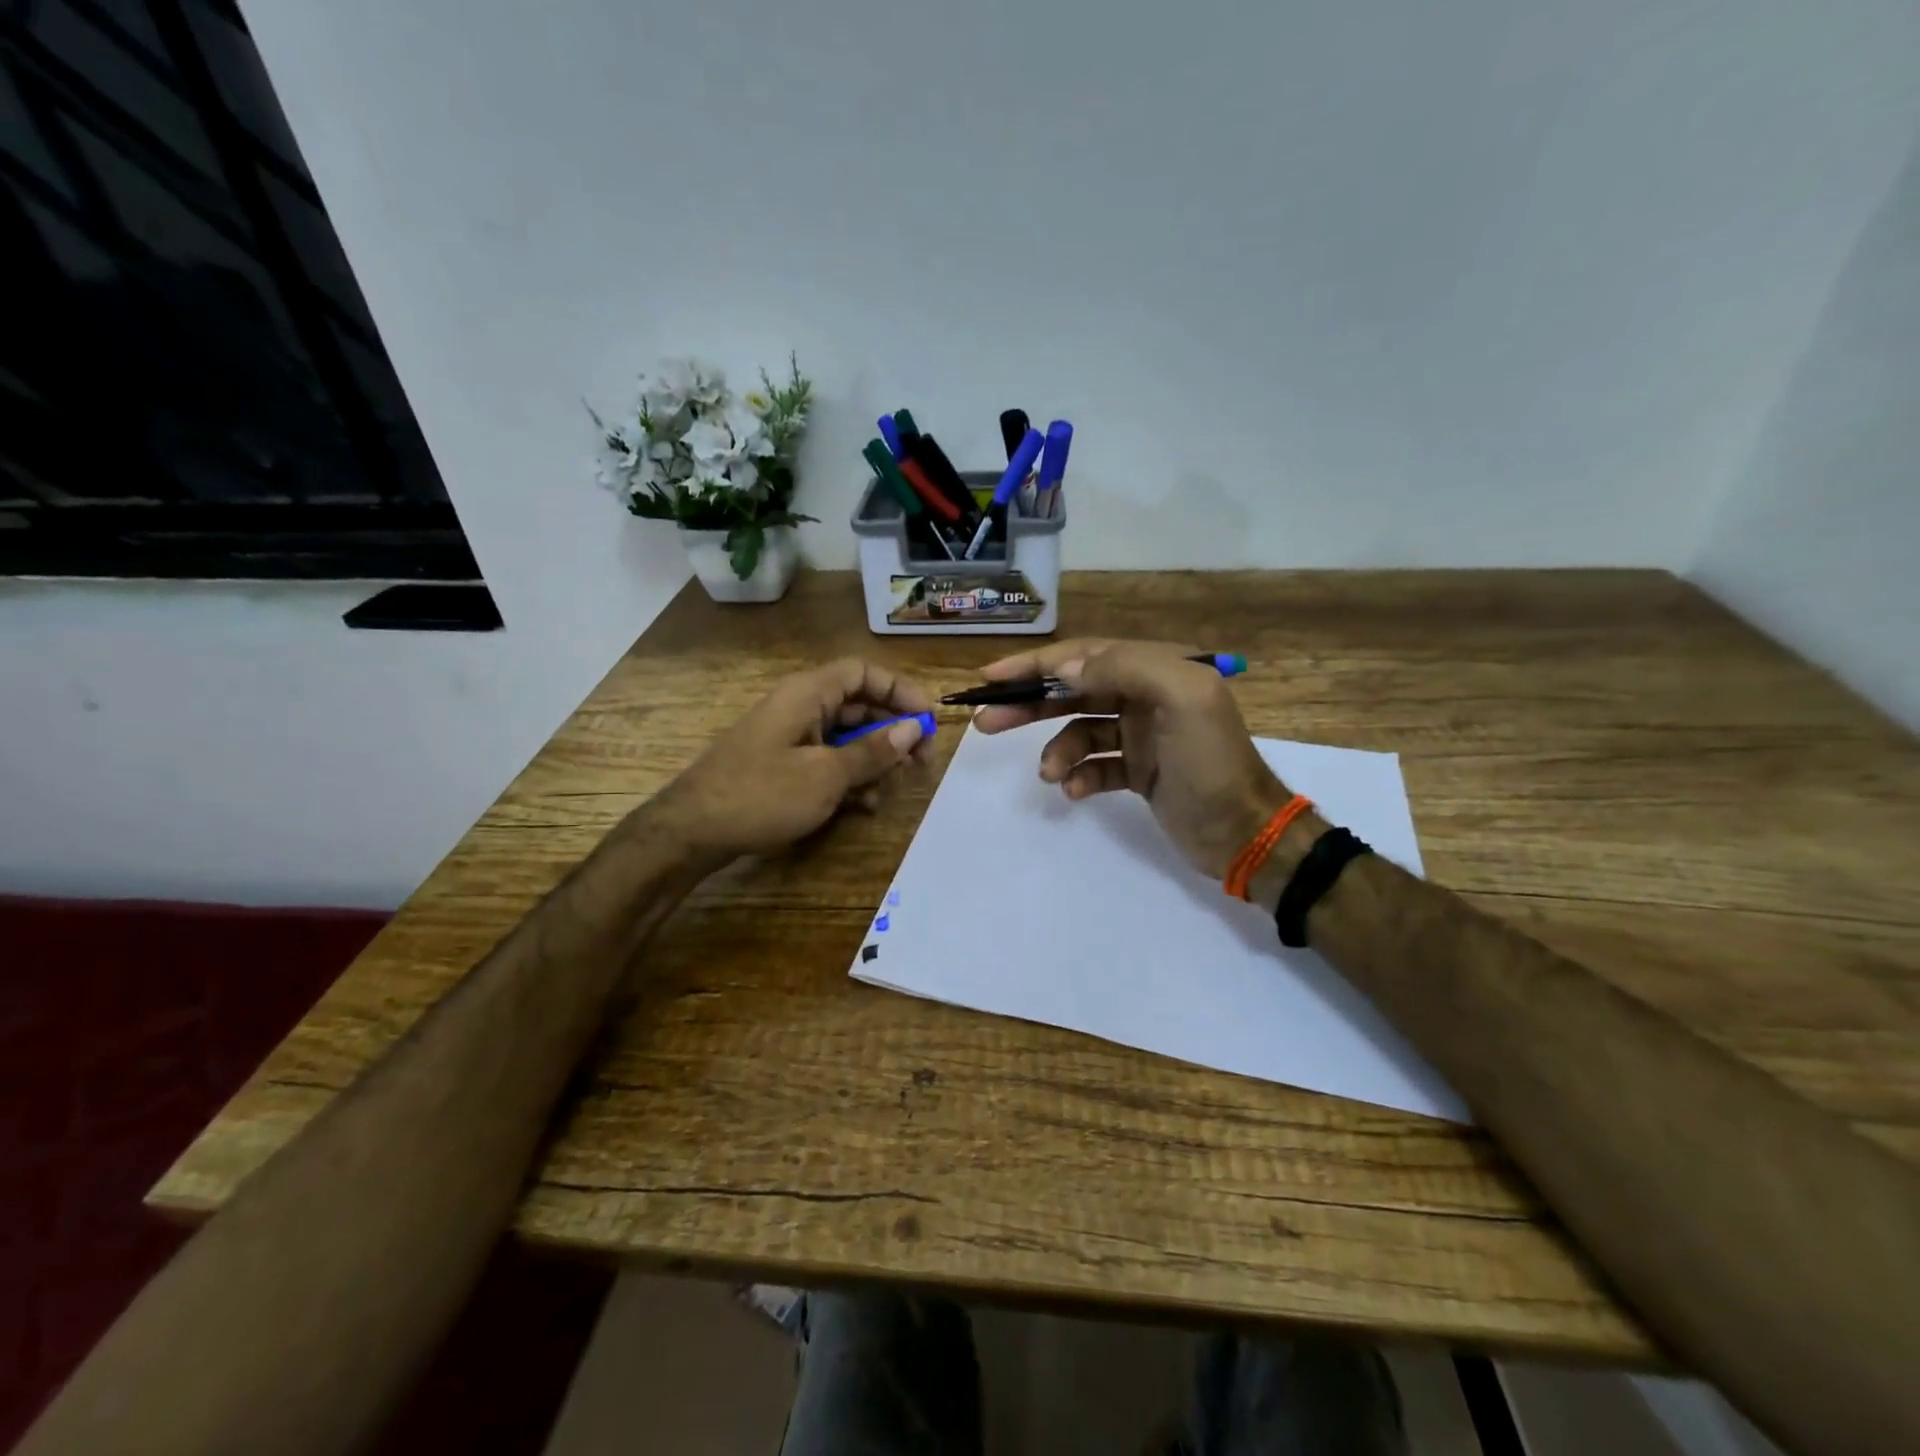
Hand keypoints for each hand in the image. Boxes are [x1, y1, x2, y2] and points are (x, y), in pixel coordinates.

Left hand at [649, 658, 931, 860]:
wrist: (692, 832)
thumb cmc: (761, 794)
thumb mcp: (825, 775)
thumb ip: (872, 751)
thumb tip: (912, 729)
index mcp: (808, 694)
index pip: (863, 673)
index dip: (900, 691)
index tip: (927, 720)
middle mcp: (802, 708)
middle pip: (861, 708)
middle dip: (894, 735)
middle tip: (920, 767)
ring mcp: (792, 739)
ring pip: (848, 739)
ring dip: (875, 763)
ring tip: (890, 793)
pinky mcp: (785, 766)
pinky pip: (829, 762)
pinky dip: (851, 779)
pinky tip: (864, 807)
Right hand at [972, 639, 1289, 879]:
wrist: (1244, 833)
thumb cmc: (1211, 762)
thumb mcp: (1181, 698)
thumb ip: (1125, 668)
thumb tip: (1066, 668)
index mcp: (1157, 669)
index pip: (1085, 655)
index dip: (1036, 664)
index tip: (992, 677)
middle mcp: (1146, 695)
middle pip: (1074, 691)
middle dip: (1030, 705)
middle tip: (986, 722)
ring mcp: (1141, 735)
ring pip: (1080, 731)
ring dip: (1058, 751)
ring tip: (1051, 775)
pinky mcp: (1138, 770)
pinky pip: (1095, 765)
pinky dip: (1081, 776)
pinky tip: (1076, 792)